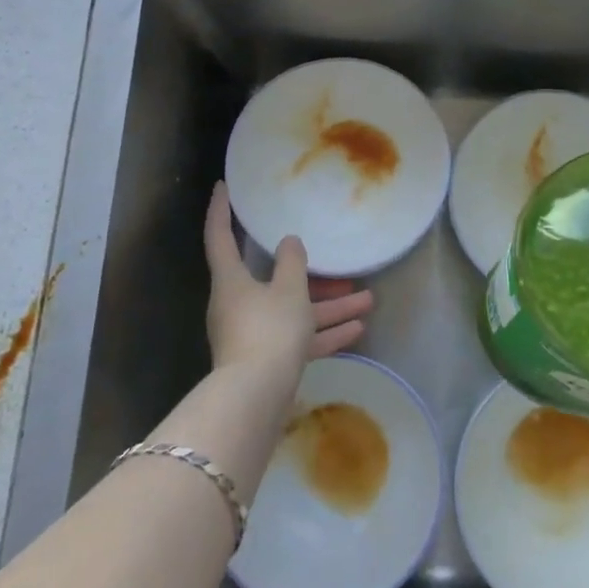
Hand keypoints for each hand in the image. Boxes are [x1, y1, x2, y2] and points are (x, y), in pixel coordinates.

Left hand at [203, 183, 374, 374]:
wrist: (256, 400)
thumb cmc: (269, 330)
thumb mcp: (288, 290)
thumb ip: (292, 263)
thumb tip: (288, 242)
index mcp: (231, 280)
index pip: (220, 236)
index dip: (222, 209)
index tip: (224, 187)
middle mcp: (238, 304)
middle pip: (272, 278)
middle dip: (309, 272)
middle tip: (334, 258)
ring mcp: (253, 334)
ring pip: (294, 311)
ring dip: (329, 306)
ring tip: (368, 299)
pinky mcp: (268, 360)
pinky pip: (299, 338)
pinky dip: (325, 333)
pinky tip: (358, 329)